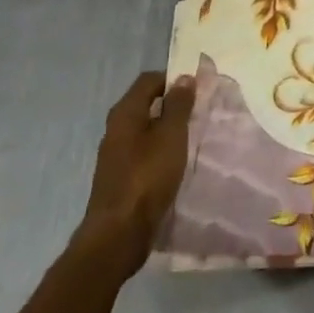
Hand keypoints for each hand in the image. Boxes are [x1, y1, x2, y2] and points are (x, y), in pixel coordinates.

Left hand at [74, 71, 195, 270]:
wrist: (119, 234)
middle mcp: (115, 129)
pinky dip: (159, 151)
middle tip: (198, 113)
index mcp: (125, 113)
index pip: (149, 80)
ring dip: (166, 130)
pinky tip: (175, 163)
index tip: (197, 90)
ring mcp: (115, 155)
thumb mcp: (171, 135)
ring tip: (191, 138)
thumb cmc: (147, 176)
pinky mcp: (120, 178)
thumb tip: (183, 78)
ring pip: (145, 130)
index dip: (173, 80)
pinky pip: (143, 152)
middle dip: (172, 105)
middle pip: (145, 104)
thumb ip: (178, 105)